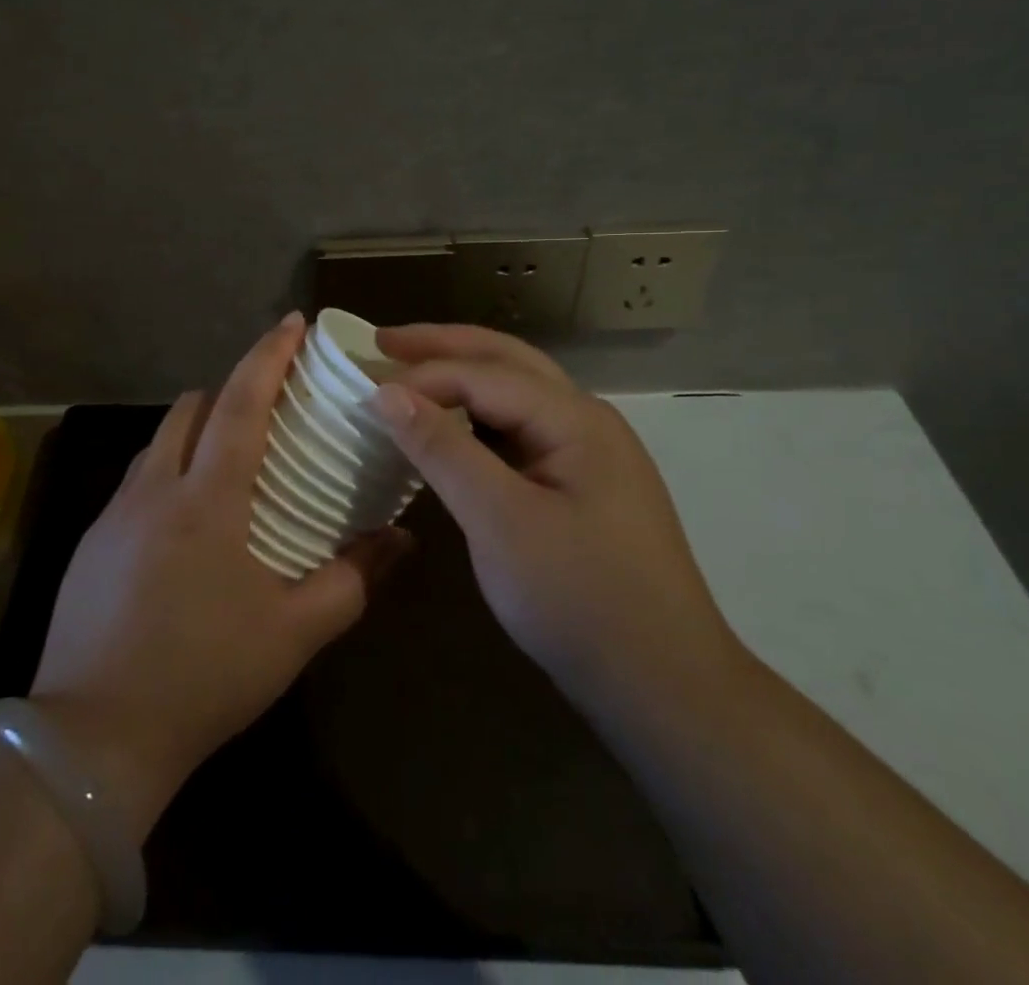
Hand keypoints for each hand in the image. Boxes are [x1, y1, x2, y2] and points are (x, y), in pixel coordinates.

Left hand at [29, 313, 410, 835]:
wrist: (94, 739)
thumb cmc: (203, 676)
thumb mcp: (293, 633)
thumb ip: (353, 579)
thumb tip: (403, 539)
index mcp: (207, 497)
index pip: (240, 401)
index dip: (268, 355)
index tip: (293, 323)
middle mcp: (156, 487)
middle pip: (192, 407)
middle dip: (230, 389)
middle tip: (269, 406)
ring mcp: (115, 512)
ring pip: (160, 441)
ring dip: (196, 430)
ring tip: (230, 459)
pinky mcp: (90, 541)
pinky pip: (137, 481)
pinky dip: (168, 471)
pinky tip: (185, 520)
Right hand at [371, 325, 739, 713]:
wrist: (664, 687)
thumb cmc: (580, 599)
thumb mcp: (500, 521)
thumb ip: (443, 449)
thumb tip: (387, 392)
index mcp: (575, 418)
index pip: (484, 374)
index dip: (422, 375)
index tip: (363, 388)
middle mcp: (585, 420)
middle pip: (506, 361)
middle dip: (443, 347)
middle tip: (381, 341)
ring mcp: (587, 453)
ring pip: (514, 394)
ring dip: (461, 376)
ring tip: (408, 372)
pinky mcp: (579, 486)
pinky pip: (519, 431)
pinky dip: (477, 418)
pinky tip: (450, 427)